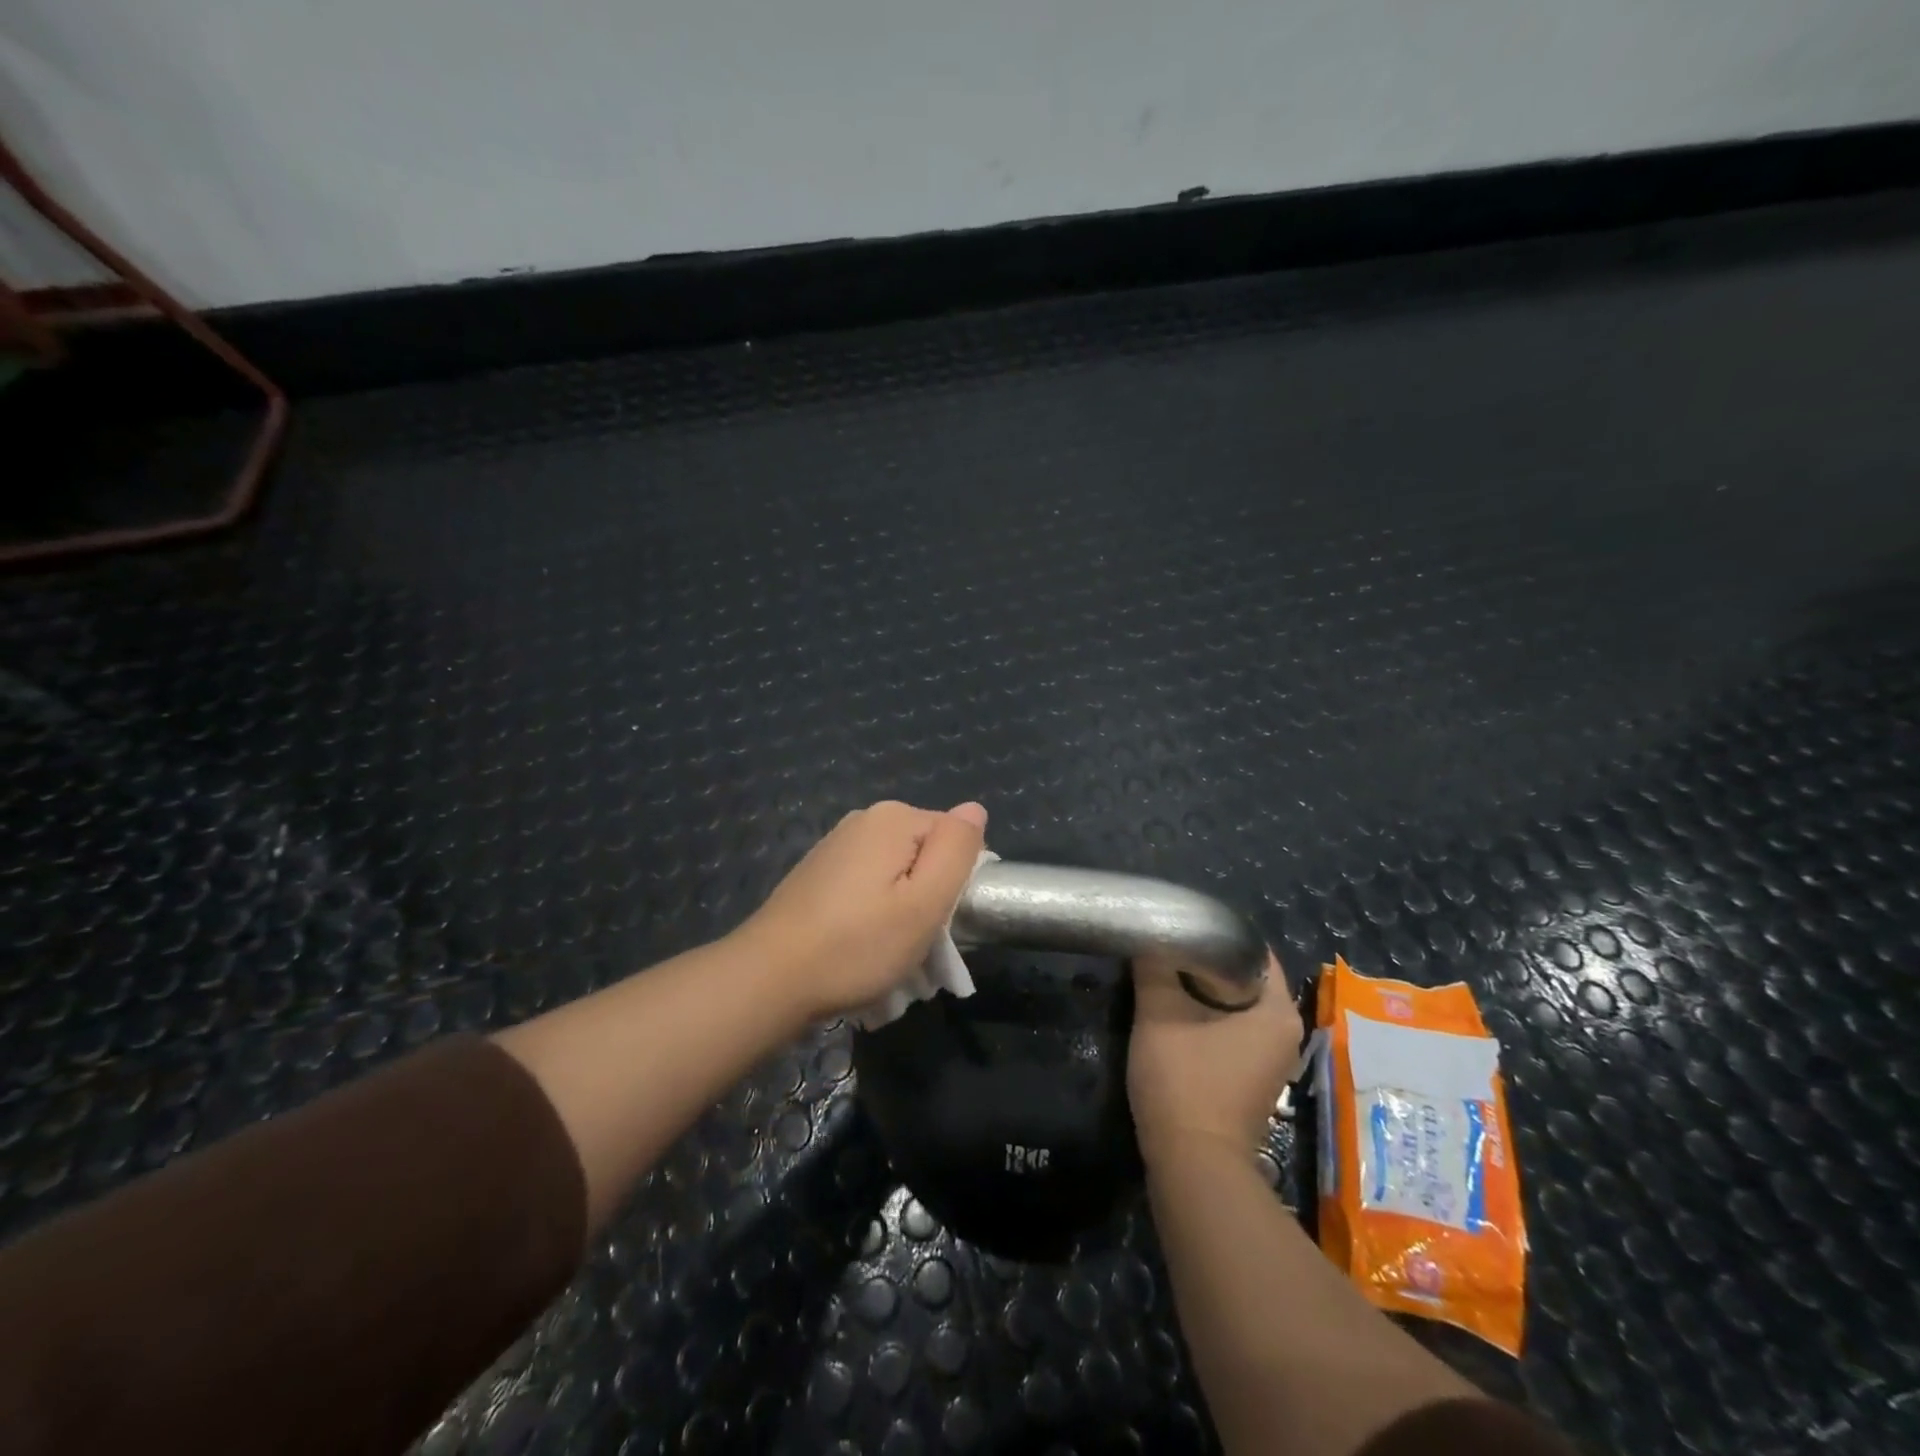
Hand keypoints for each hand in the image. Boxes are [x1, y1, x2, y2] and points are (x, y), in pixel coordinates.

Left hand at [733, 799, 988, 1020]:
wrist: (769, 978)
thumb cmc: (857, 945)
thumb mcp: (924, 903)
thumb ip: (957, 850)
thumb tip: (974, 810)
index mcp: (894, 818)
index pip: (955, 838)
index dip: (957, 882)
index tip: (939, 922)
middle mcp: (864, 820)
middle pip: (923, 854)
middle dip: (928, 897)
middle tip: (915, 944)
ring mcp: (836, 845)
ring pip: (895, 875)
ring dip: (901, 911)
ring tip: (886, 954)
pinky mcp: (818, 873)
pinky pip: (866, 887)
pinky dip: (872, 915)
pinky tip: (858, 948)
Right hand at [1128, 949, 1303, 1168]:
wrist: (1193, 1165)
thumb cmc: (1185, 1083)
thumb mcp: (1159, 1015)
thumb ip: (1154, 968)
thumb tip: (1151, 932)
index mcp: (1278, 1011)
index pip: (1252, 951)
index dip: (1216, 933)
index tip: (1182, 925)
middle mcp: (1286, 1033)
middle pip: (1244, 978)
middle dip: (1205, 962)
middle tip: (1167, 947)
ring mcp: (1271, 1059)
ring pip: (1236, 1006)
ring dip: (1203, 992)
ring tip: (1165, 974)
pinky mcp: (1253, 1078)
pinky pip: (1234, 1030)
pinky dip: (1208, 1018)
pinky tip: (1175, 1013)